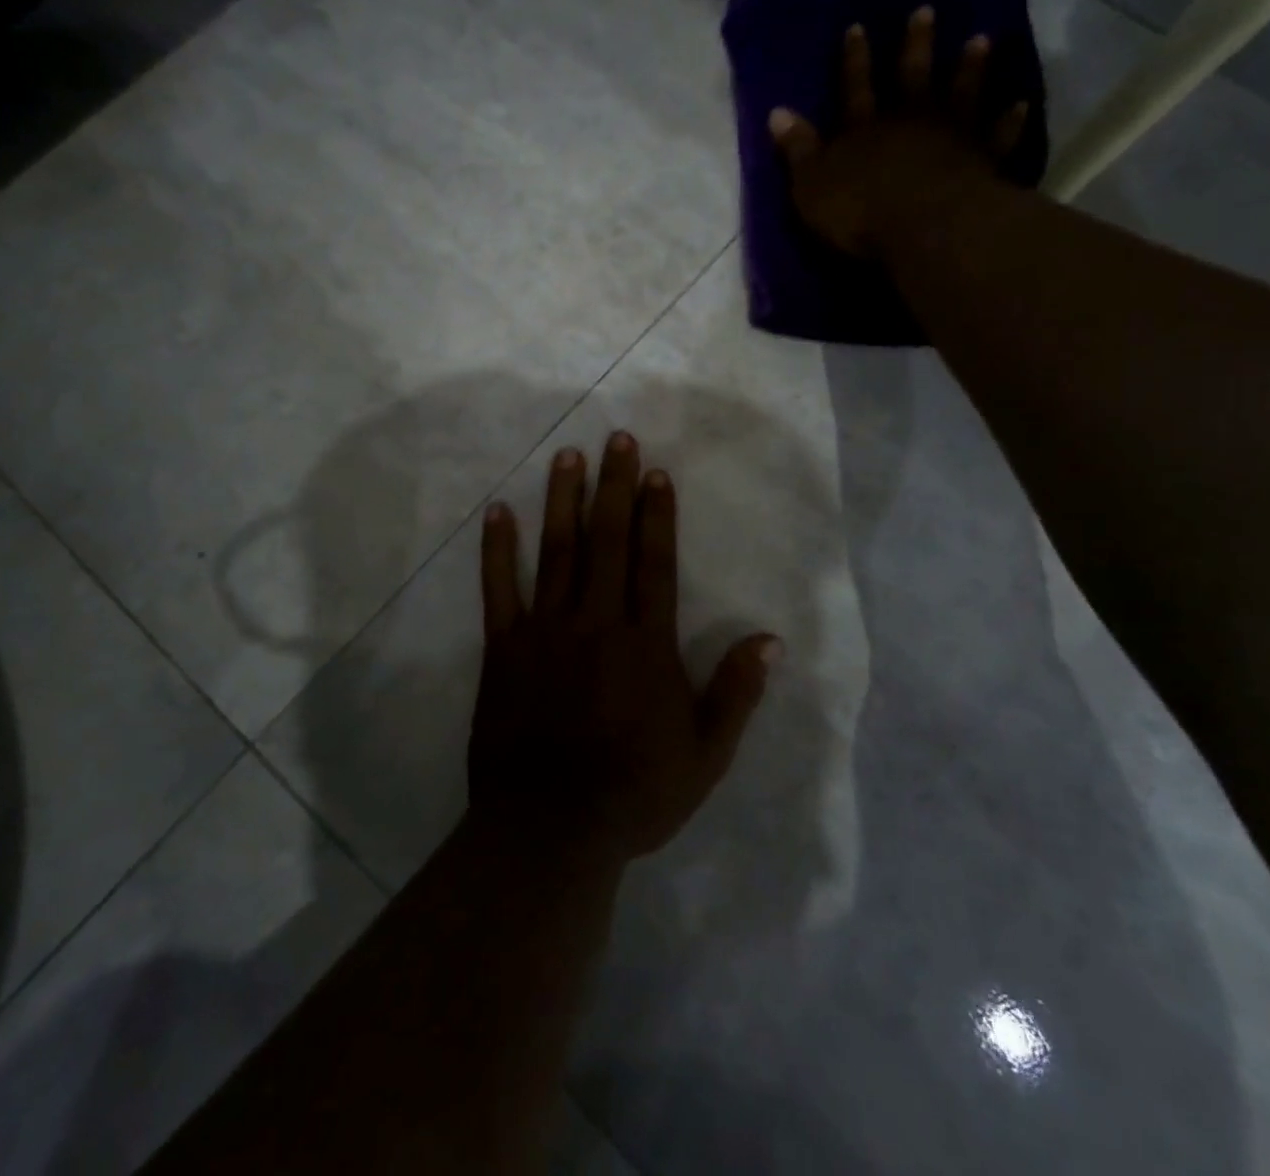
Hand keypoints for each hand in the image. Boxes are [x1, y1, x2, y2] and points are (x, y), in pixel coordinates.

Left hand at [471, 432, 781, 863]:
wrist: (550, 830)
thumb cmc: (634, 793)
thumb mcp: (706, 755)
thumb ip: (736, 693)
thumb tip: (770, 640)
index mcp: (646, 643)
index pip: (655, 562)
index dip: (657, 514)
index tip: (655, 471)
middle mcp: (597, 622)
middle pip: (607, 541)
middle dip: (614, 486)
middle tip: (615, 439)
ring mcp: (545, 631)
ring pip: (557, 552)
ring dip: (563, 501)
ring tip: (567, 457)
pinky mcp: (504, 648)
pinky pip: (499, 589)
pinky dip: (498, 549)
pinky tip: (498, 512)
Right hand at [768, 8, 1030, 257]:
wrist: (922, 226)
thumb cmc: (858, 211)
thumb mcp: (811, 185)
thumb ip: (797, 149)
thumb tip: (777, 112)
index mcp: (863, 129)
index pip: (854, 87)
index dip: (854, 59)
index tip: (858, 26)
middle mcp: (908, 121)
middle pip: (911, 76)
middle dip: (916, 44)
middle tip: (927, 9)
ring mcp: (949, 136)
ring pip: (960, 93)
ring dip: (970, 67)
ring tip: (980, 38)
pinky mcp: (981, 160)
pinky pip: (997, 135)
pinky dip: (1008, 120)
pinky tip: (1020, 102)